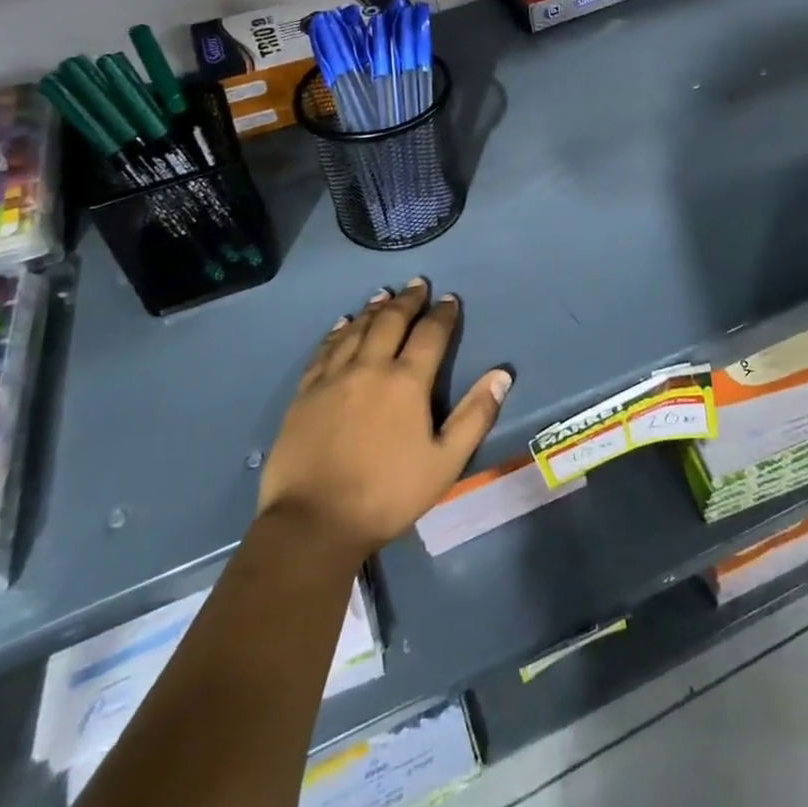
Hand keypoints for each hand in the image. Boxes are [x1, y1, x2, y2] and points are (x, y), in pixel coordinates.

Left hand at [257, 280, 511, 564]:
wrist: (312, 523)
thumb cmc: (387, 494)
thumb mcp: (445, 462)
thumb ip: (475, 415)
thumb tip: (502, 374)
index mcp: (406, 382)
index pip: (430, 334)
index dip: (442, 314)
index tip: (449, 299)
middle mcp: (370, 367)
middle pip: (391, 321)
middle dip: (407, 300)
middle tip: (417, 284)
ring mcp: (333, 378)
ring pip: (356, 330)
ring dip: (374, 309)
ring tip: (384, 294)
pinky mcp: (305, 393)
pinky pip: (324, 350)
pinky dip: (337, 331)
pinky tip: (342, 324)